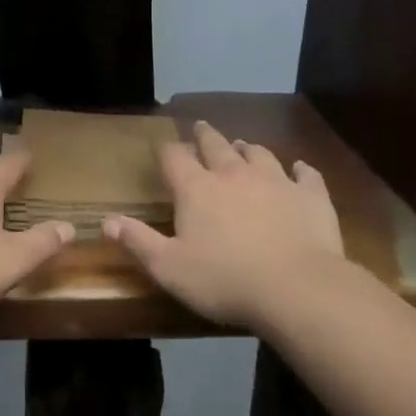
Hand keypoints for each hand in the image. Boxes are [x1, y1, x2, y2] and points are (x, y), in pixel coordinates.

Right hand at [104, 121, 349, 327]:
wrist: (297, 288)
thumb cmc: (224, 280)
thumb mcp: (169, 268)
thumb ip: (138, 241)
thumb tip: (106, 221)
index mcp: (197, 189)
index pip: (175, 157)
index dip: (168, 150)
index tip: (164, 148)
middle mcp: (233, 174)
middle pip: (216, 145)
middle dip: (205, 136)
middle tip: (201, 128)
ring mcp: (276, 180)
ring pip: (258, 153)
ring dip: (247, 149)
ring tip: (243, 146)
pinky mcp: (310, 195)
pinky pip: (306, 174)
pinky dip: (300, 169)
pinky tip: (300, 169)